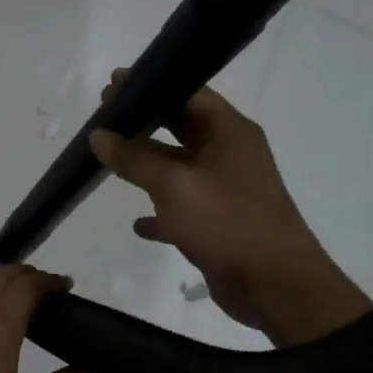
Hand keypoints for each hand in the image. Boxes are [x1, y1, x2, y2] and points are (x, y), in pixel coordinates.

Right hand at [89, 71, 363, 339]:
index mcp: (229, 132)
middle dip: (145, 124)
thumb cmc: (227, 223)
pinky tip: (137, 223)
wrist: (274, 285)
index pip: (188, 93)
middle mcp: (229, 154)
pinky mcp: (218, 224)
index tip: (112, 86)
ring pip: (179, 169)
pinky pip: (182, 210)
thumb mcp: (175, 185)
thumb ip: (134, 158)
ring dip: (147, 167)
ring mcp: (225, 191)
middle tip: (104, 119)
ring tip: (109, 161)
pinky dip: (160, 212)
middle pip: (182, 128)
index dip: (151, 86)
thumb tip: (98, 135)